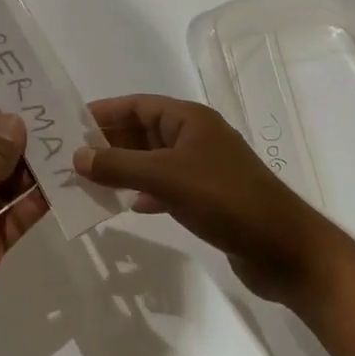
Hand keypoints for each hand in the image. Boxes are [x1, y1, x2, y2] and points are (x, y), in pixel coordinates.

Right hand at [75, 94, 324, 303]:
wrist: (285, 250)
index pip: (136, 105)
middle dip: (108, 143)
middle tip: (70, 157)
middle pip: (142, 132)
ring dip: (123, 169)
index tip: (69, 124)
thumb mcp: (166, 178)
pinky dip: (144, 192)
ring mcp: (202, 168)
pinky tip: (128, 206)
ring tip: (88, 181)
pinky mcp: (208, 198)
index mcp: (189, 120)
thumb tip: (77, 156)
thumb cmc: (226, 200)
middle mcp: (195, 137)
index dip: (103, 112)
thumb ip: (119, 165)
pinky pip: (165, 187)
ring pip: (152, 161)